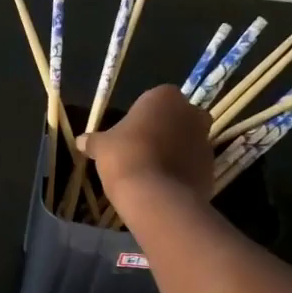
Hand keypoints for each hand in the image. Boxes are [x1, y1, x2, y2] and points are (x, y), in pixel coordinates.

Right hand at [78, 85, 212, 202]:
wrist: (155, 195)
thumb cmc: (125, 157)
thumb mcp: (101, 147)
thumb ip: (94, 141)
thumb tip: (80, 141)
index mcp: (165, 97)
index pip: (152, 101)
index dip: (140, 118)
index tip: (128, 135)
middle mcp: (191, 112)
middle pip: (175, 118)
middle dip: (163, 131)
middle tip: (141, 150)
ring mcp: (205, 140)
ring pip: (186, 142)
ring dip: (173, 152)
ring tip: (151, 172)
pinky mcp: (211, 167)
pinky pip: (192, 165)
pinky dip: (181, 172)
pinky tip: (162, 185)